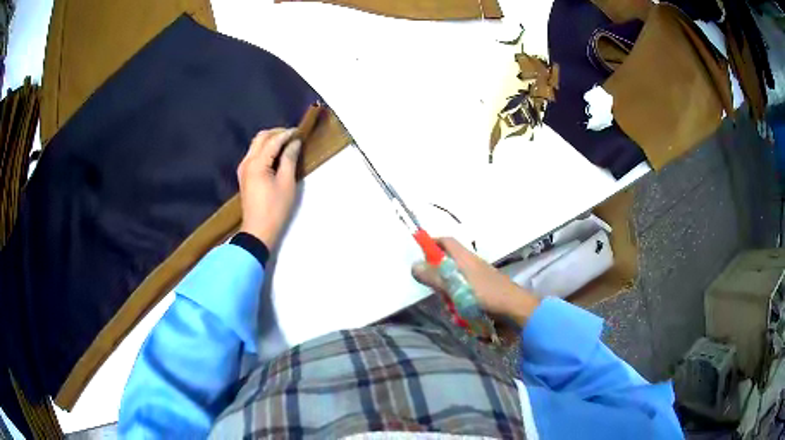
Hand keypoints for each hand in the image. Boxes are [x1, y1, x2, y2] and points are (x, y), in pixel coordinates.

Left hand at [237, 128, 300, 246]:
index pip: (273, 140)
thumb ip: (289, 159)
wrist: (258, 231)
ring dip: (270, 140)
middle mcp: (247, 162)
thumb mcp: (287, 183)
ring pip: (256, 145)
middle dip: (277, 133)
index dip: (287, 134)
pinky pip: (254, 154)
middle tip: (293, 135)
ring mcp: (243, 168)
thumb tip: (294, 143)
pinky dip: (265, 149)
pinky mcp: (244, 175)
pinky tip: (276, 154)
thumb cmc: (275, 209)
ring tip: (287, 143)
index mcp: (257, 163)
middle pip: (260, 138)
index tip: (300, 131)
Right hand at [411, 237, 540, 325]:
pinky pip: (464, 299)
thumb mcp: (456, 286)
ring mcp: (478, 281)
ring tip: (454, 311)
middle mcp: (471, 266)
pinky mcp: (484, 296)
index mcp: (465, 258)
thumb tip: (413, 265)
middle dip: (439, 281)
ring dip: (450, 299)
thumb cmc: (486, 295)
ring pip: (454, 287)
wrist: (516, 311)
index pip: (445, 242)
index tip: (418, 253)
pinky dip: (461, 308)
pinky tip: (463, 318)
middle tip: (438, 292)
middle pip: (447, 266)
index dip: (431, 243)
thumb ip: (434, 276)